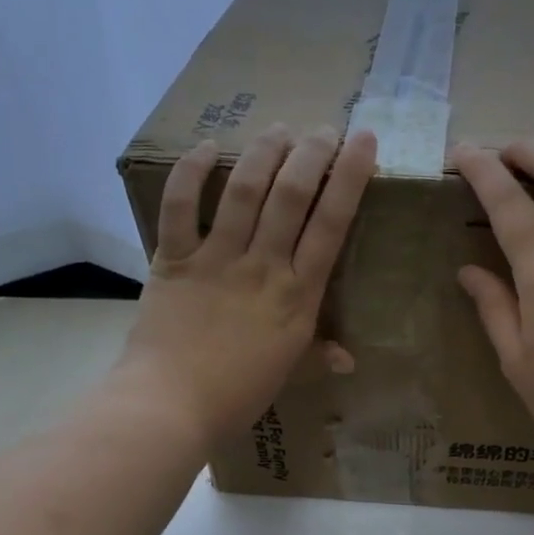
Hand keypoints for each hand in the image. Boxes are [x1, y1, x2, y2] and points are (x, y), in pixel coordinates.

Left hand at [119, 126, 376, 443]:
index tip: (363, 141)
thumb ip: (317, 355)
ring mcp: (217, 258)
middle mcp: (263, 266)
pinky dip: (190, 173)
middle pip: (292, 195)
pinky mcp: (174, 259)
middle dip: (312, 153)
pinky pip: (180, 206)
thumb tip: (348, 360)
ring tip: (278, 128)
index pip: (332, 224)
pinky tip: (205, 147)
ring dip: (264, 152)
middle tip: (322, 129)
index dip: (350, 177)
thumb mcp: (288, 374)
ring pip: (245, 191)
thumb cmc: (236, 396)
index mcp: (299, 295)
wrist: (170, 406)